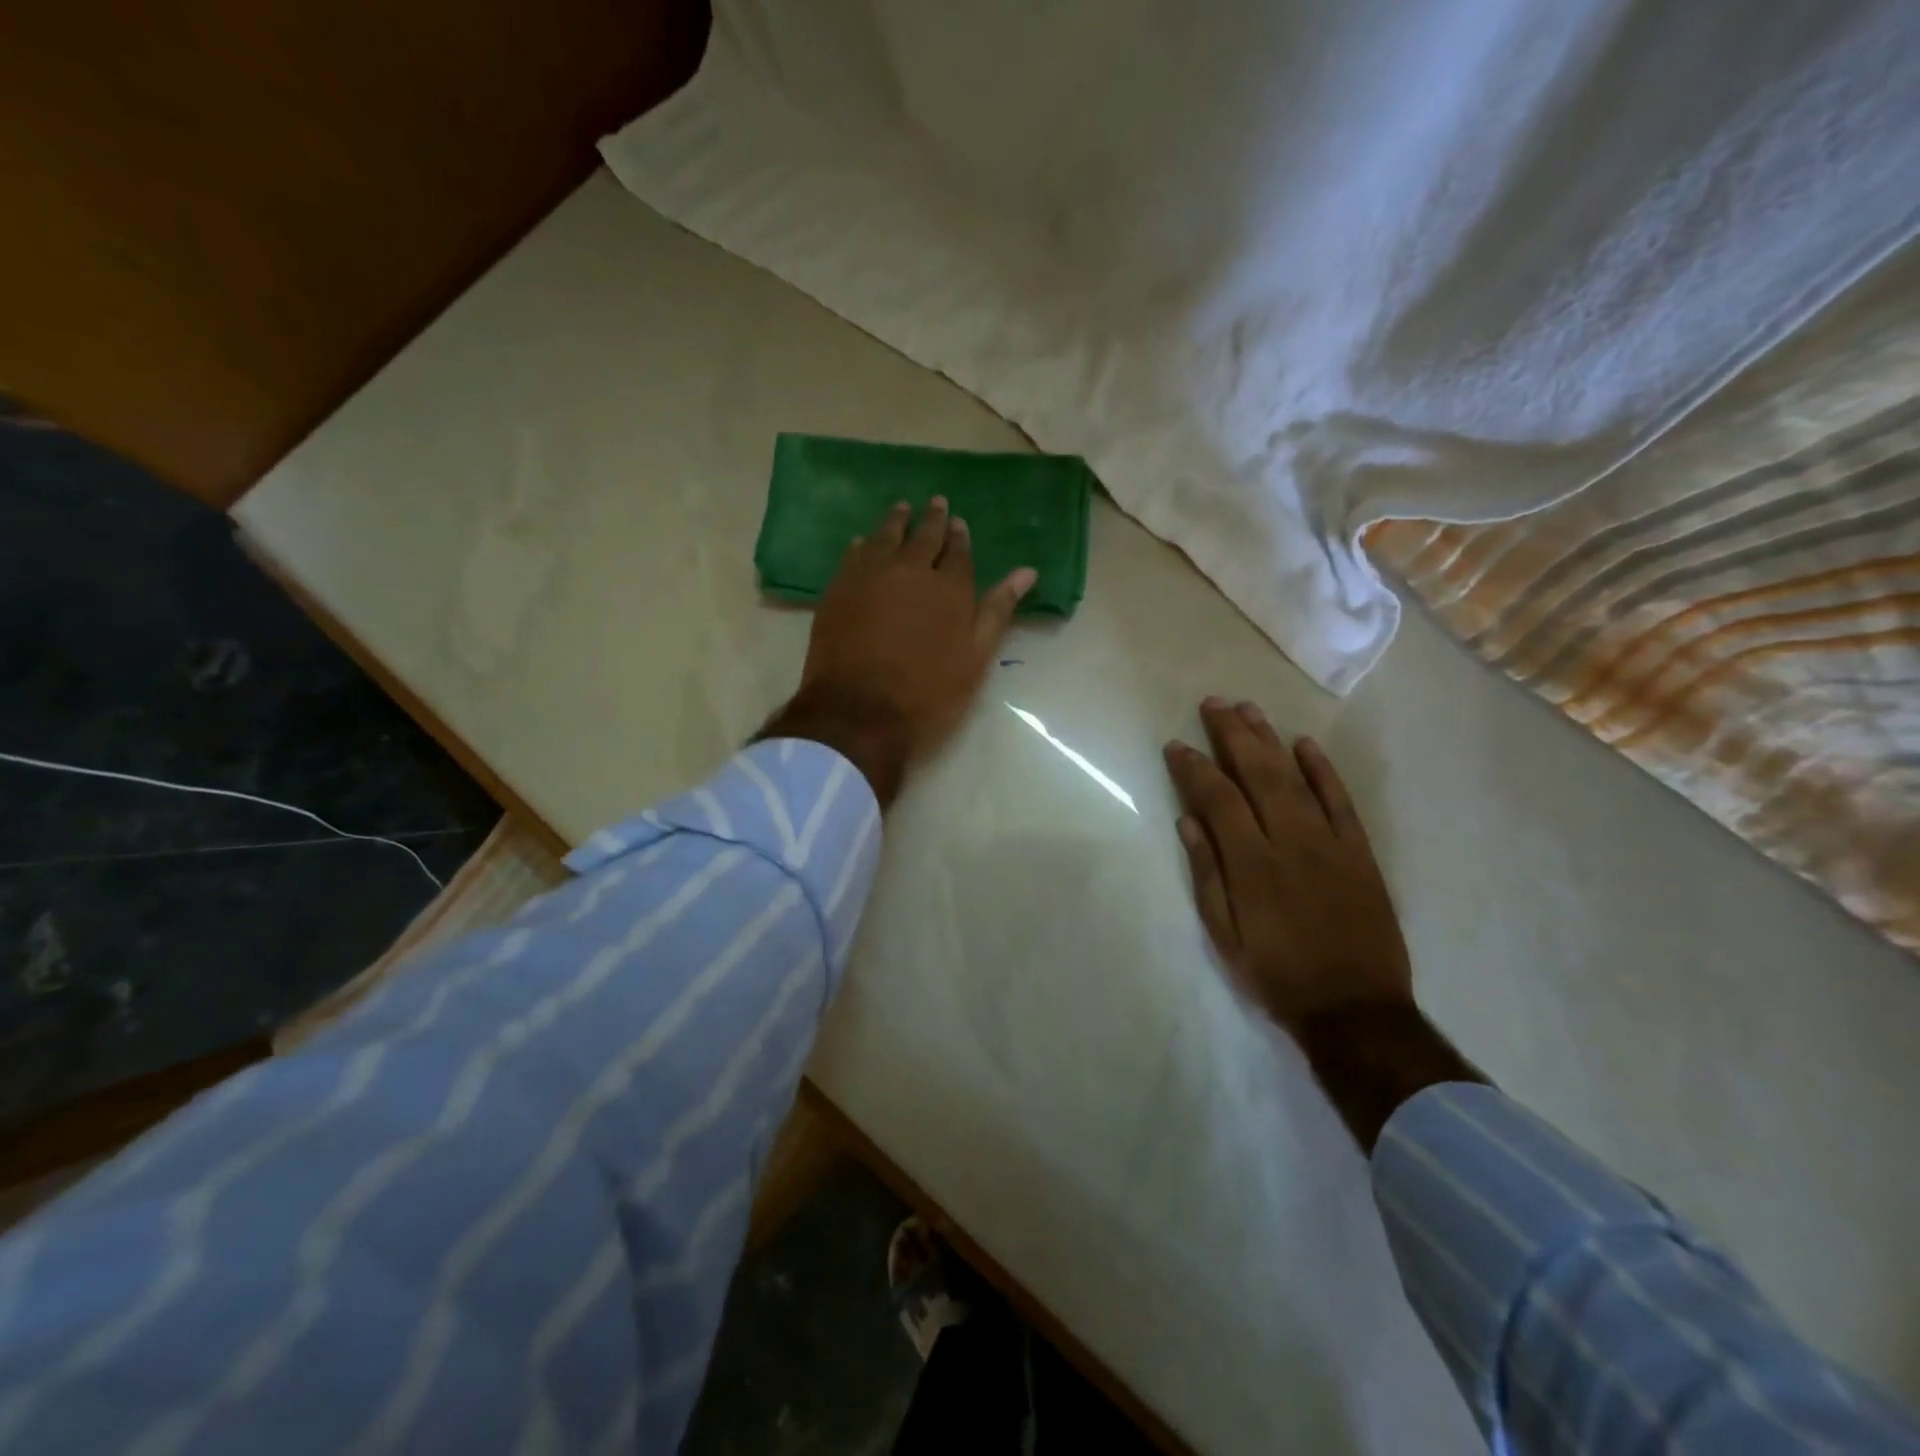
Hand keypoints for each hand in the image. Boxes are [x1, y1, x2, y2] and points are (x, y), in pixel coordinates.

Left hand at [760, 497, 1034, 805]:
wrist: (858, 714)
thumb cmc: (927, 696)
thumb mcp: (975, 660)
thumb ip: (997, 612)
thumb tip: (1027, 572)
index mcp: (950, 589)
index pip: (959, 552)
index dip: (959, 537)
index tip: (959, 523)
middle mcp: (911, 571)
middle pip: (924, 537)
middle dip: (932, 519)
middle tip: (936, 503)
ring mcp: (870, 576)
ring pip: (886, 537)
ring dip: (897, 522)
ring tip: (902, 509)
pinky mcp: (838, 589)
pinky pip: (854, 555)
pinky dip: (864, 545)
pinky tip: (864, 542)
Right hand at [1164, 697, 1411, 1033]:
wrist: (1354, 1009)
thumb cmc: (1276, 974)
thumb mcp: (1224, 936)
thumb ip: (1207, 874)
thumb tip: (1187, 821)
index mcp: (1251, 864)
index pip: (1217, 799)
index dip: (1193, 768)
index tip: (1176, 745)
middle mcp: (1290, 841)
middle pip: (1257, 773)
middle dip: (1231, 734)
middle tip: (1212, 703)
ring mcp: (1330, 843)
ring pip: (1296, 777)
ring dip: (1269, 739)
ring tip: (1247, 708)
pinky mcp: (1360, 852)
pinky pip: (1341, 800)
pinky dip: (1323, 770)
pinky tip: (1305, 743)